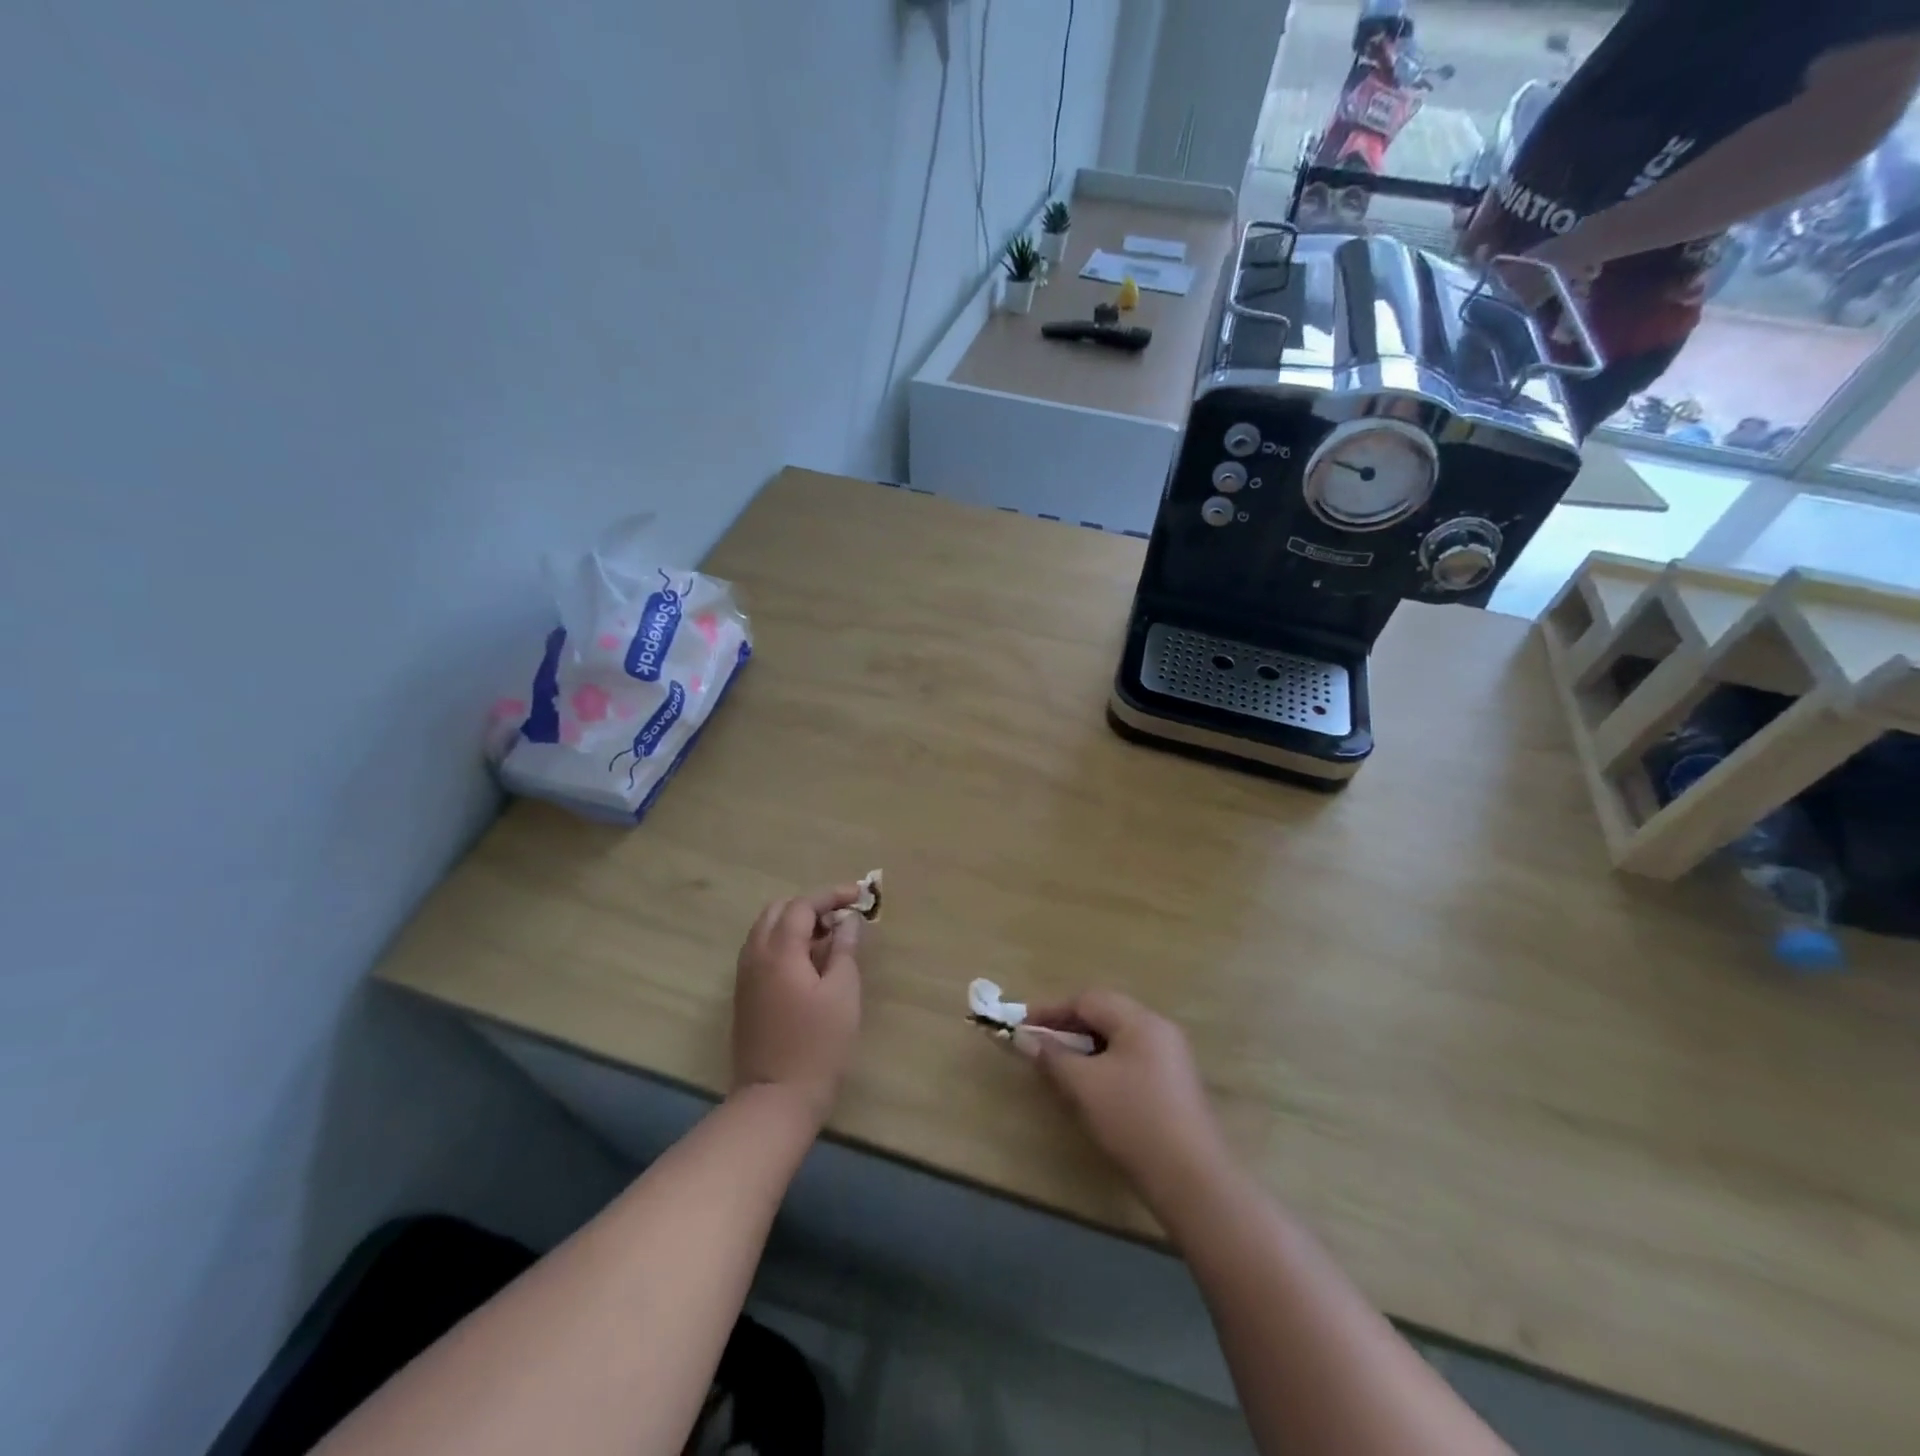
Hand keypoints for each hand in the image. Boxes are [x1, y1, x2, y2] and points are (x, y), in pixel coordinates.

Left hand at [730, 885, 863, 1127]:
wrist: (775, 1100)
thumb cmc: (817, 1045)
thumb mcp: (843, 993)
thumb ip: (844, 949)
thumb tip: (847, 921)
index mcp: (779, 951)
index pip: (802, 905)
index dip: (831, 896)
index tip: (860, 895)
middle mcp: (755, 956)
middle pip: (779, 911)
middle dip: (811, 906)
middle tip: (842, 919)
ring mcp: (745, 977)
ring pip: (766, 930)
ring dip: (796, 924)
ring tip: (829, 939)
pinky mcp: (745, 996)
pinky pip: (762, 951)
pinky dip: (785, 943)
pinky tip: (809, 963)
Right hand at [1021, 991, 1231, 1210]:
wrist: (1192, 1179)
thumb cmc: (1133, 1120)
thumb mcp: (1084, 1086)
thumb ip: (1053, 1056)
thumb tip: (1025, 1039)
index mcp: (1140, 1020)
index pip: (1088, 1000)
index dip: (1051, 1010)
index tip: (1023, 1025)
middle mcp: (1159, 1028)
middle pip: (1106, 1013)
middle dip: (1069, 1025)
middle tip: (1040, 1043)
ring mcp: (1172, 1056)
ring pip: (1119, 1037)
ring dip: (1087, 1044)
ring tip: (1062, 1064)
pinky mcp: (1176, 1083)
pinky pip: (1133, 1057)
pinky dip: (1106, 1061)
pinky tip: (1093, 1084)